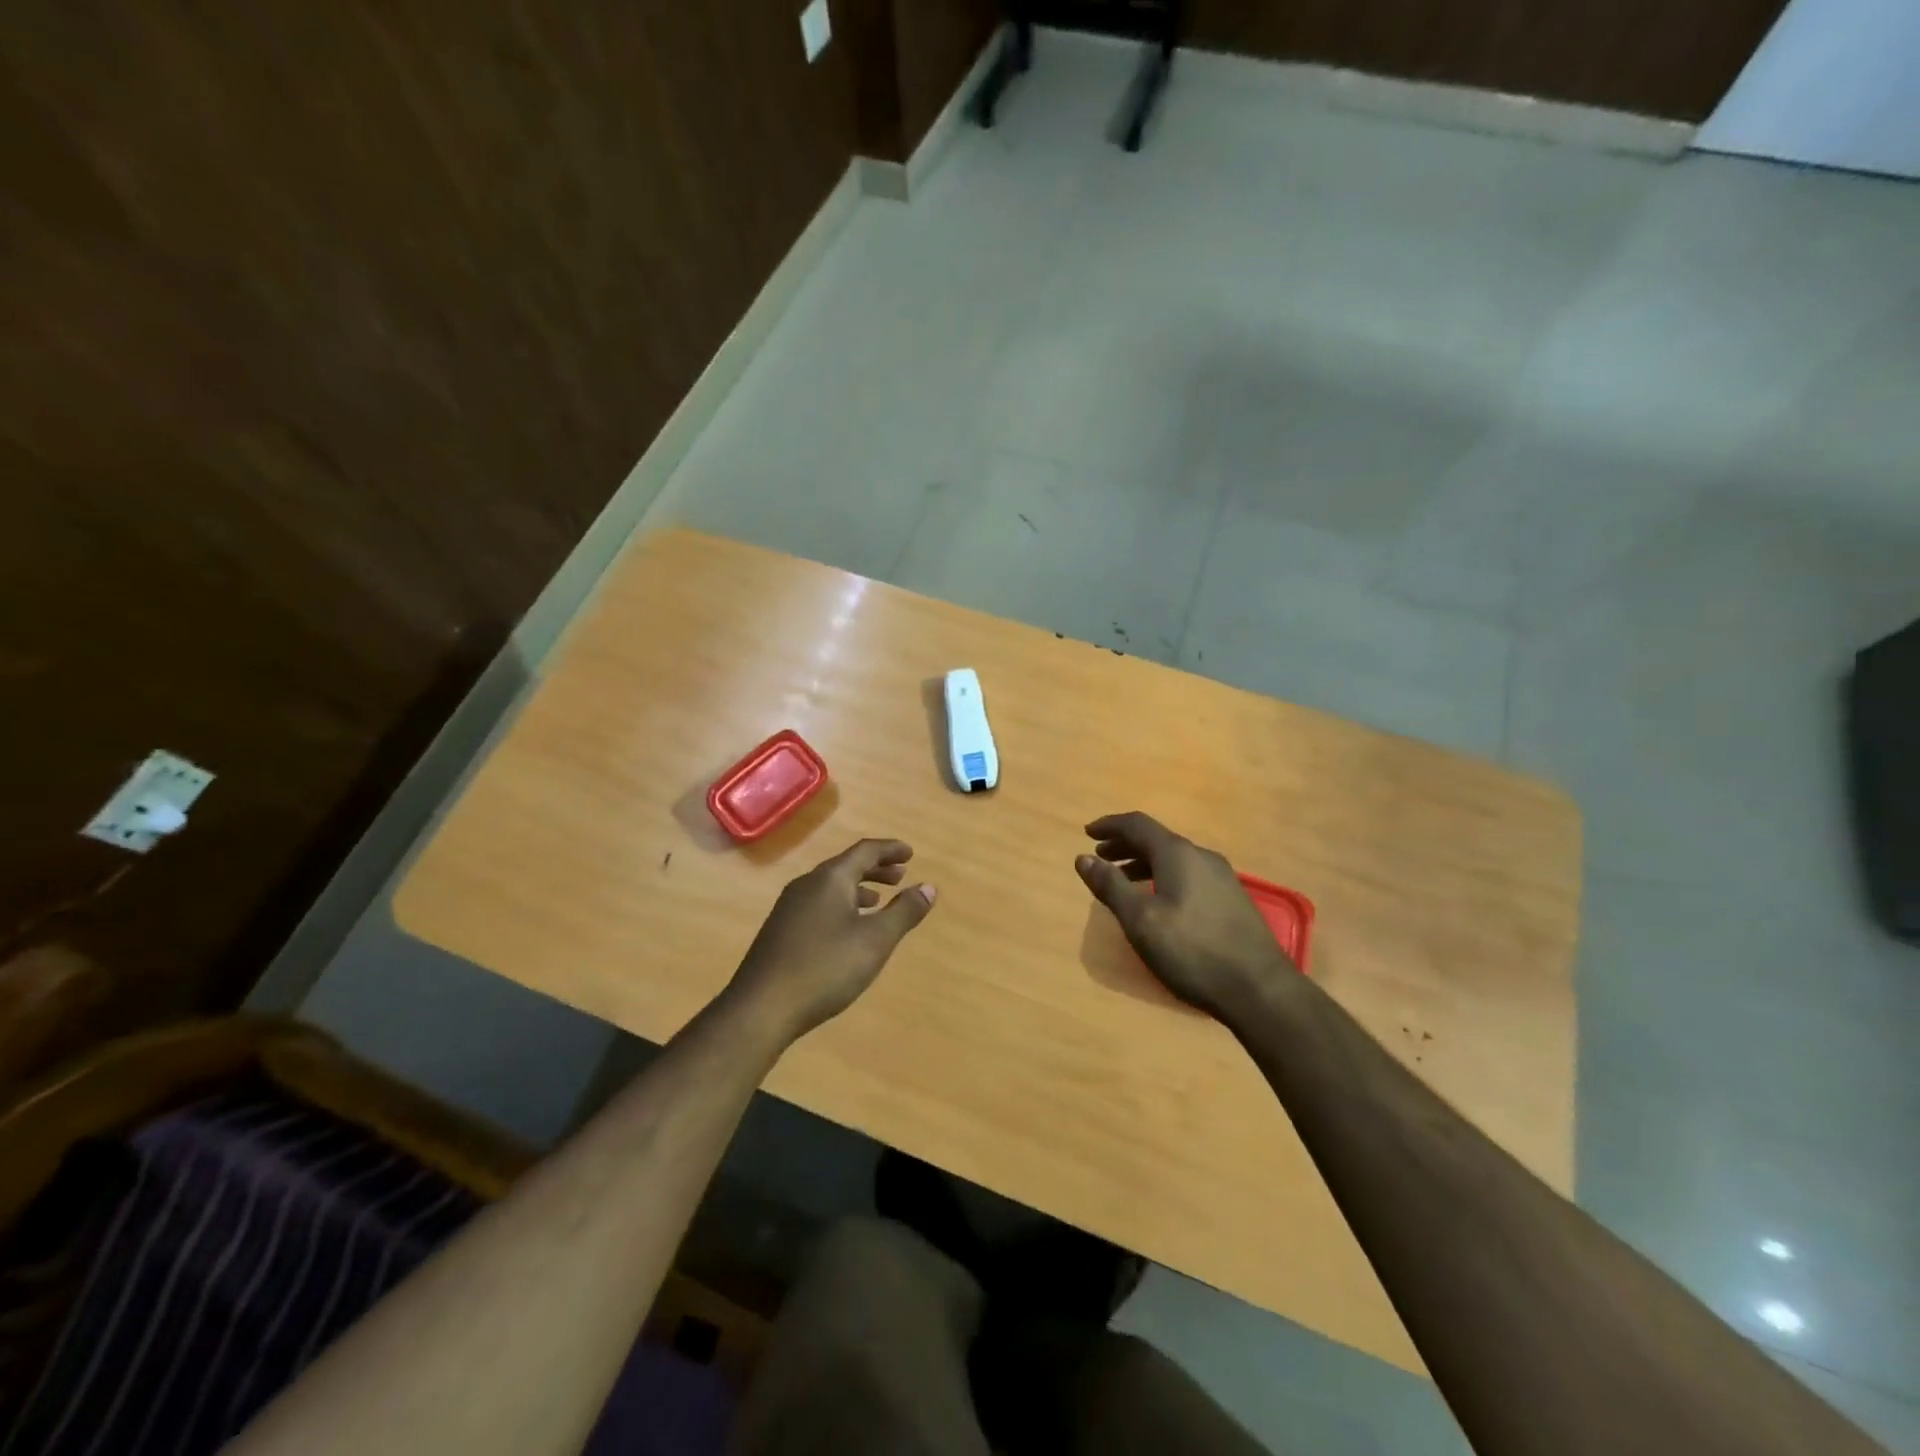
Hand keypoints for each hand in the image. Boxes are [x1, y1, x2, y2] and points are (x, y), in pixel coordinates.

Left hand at [725, 839, 936, 1044]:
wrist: (761, 1007)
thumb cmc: (825, 967)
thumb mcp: (875, 940)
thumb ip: (904, 912)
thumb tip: (928, 887)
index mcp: (830, 878)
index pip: (865, 851)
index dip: (890, 850)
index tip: (910, 854)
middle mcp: (807, 885)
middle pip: (846, 866)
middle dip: (875, 869)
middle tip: (900, 876)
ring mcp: (789, 907)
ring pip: (831, 887)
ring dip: (858, 889)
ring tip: (878, 902)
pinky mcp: (780, 930)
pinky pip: (818, 904)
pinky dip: (841, 906)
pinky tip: (847, 931)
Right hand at [1074, 812, 1292, 1020]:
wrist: (1260, 989)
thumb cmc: (1192, 951)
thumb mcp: (1141, 920)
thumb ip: (1110, 886)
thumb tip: (1083, 858)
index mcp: (1178, 854)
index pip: (1137, 825)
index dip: (1110, 825)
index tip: (1087, 833)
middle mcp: (1201, 857)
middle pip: (1157, 839)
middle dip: (1125, 845)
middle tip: (1100, 857)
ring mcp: (1222, 878)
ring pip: (1174, 858)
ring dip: (1144, 862)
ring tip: (1123, 881)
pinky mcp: (1232, 899)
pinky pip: (1189, 874)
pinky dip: (1163, 876)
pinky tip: (1159, 902)